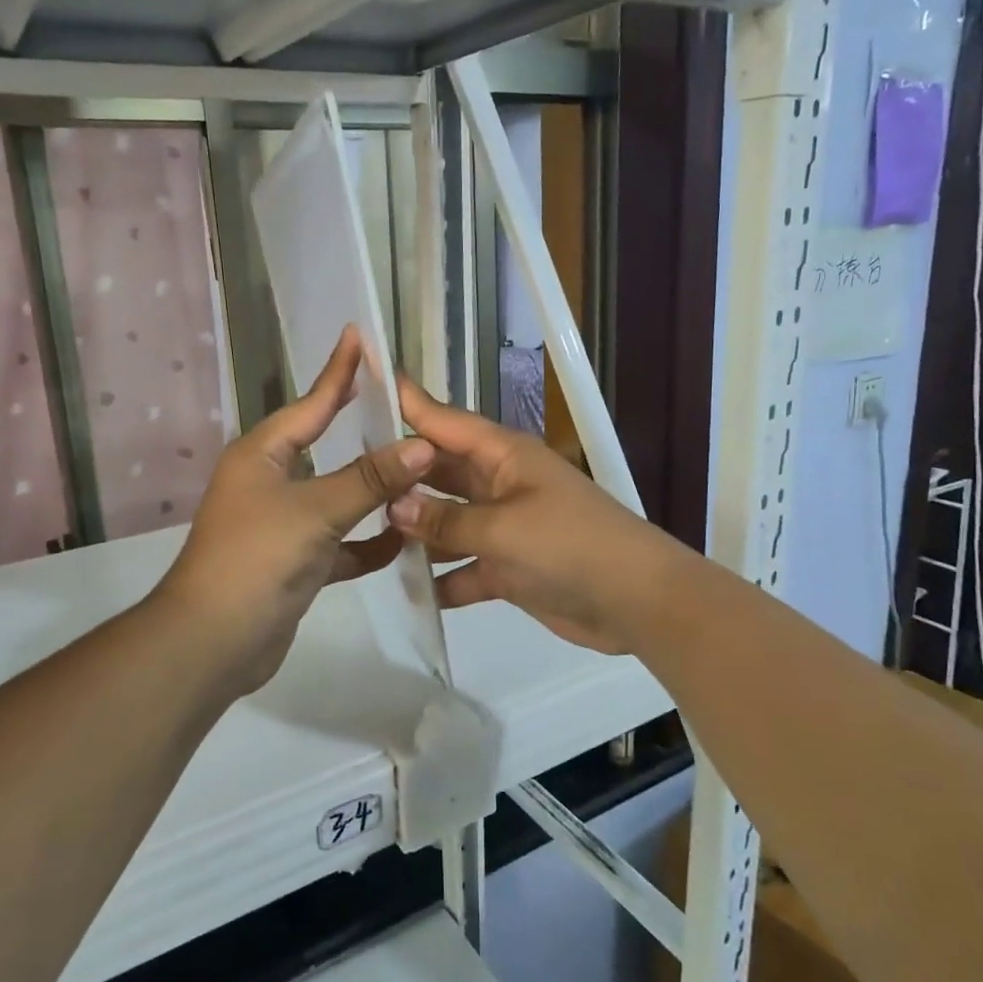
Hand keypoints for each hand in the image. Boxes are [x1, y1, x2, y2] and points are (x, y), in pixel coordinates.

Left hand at [157, 328, 433, 697]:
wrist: (213, 641)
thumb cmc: (258, 558)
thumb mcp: (316, 510)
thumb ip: (370, 478)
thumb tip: (422, 445)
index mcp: (263, 454)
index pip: (312, 402)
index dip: (339, 371)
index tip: (359, 336)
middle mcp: (270, 481)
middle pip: (326, 447)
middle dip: (363, 430)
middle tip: (402, 405)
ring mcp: (281, 523)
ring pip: (337, 497)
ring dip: (373, 493)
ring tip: (420, 475)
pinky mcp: (294, 562)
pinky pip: (339, 543)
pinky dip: (366, 544)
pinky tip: (401, 544)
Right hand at [387, 377, 684, 653]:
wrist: (637, 602)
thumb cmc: (571, 546)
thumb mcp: (504, 529)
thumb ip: (447, 520)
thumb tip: (395, 506)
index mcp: (503, 456)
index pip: (444, 421)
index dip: (406, 402)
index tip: (365, 379)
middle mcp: (499, 483)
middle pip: (440, 472)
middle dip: (400, 475)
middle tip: (346, 476)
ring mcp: (504, 526)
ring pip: (447, 520)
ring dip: (415, 529)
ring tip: (363, 533)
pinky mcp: (508, 567)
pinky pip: (463, 566)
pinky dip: (441, 577)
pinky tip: (406, 588)